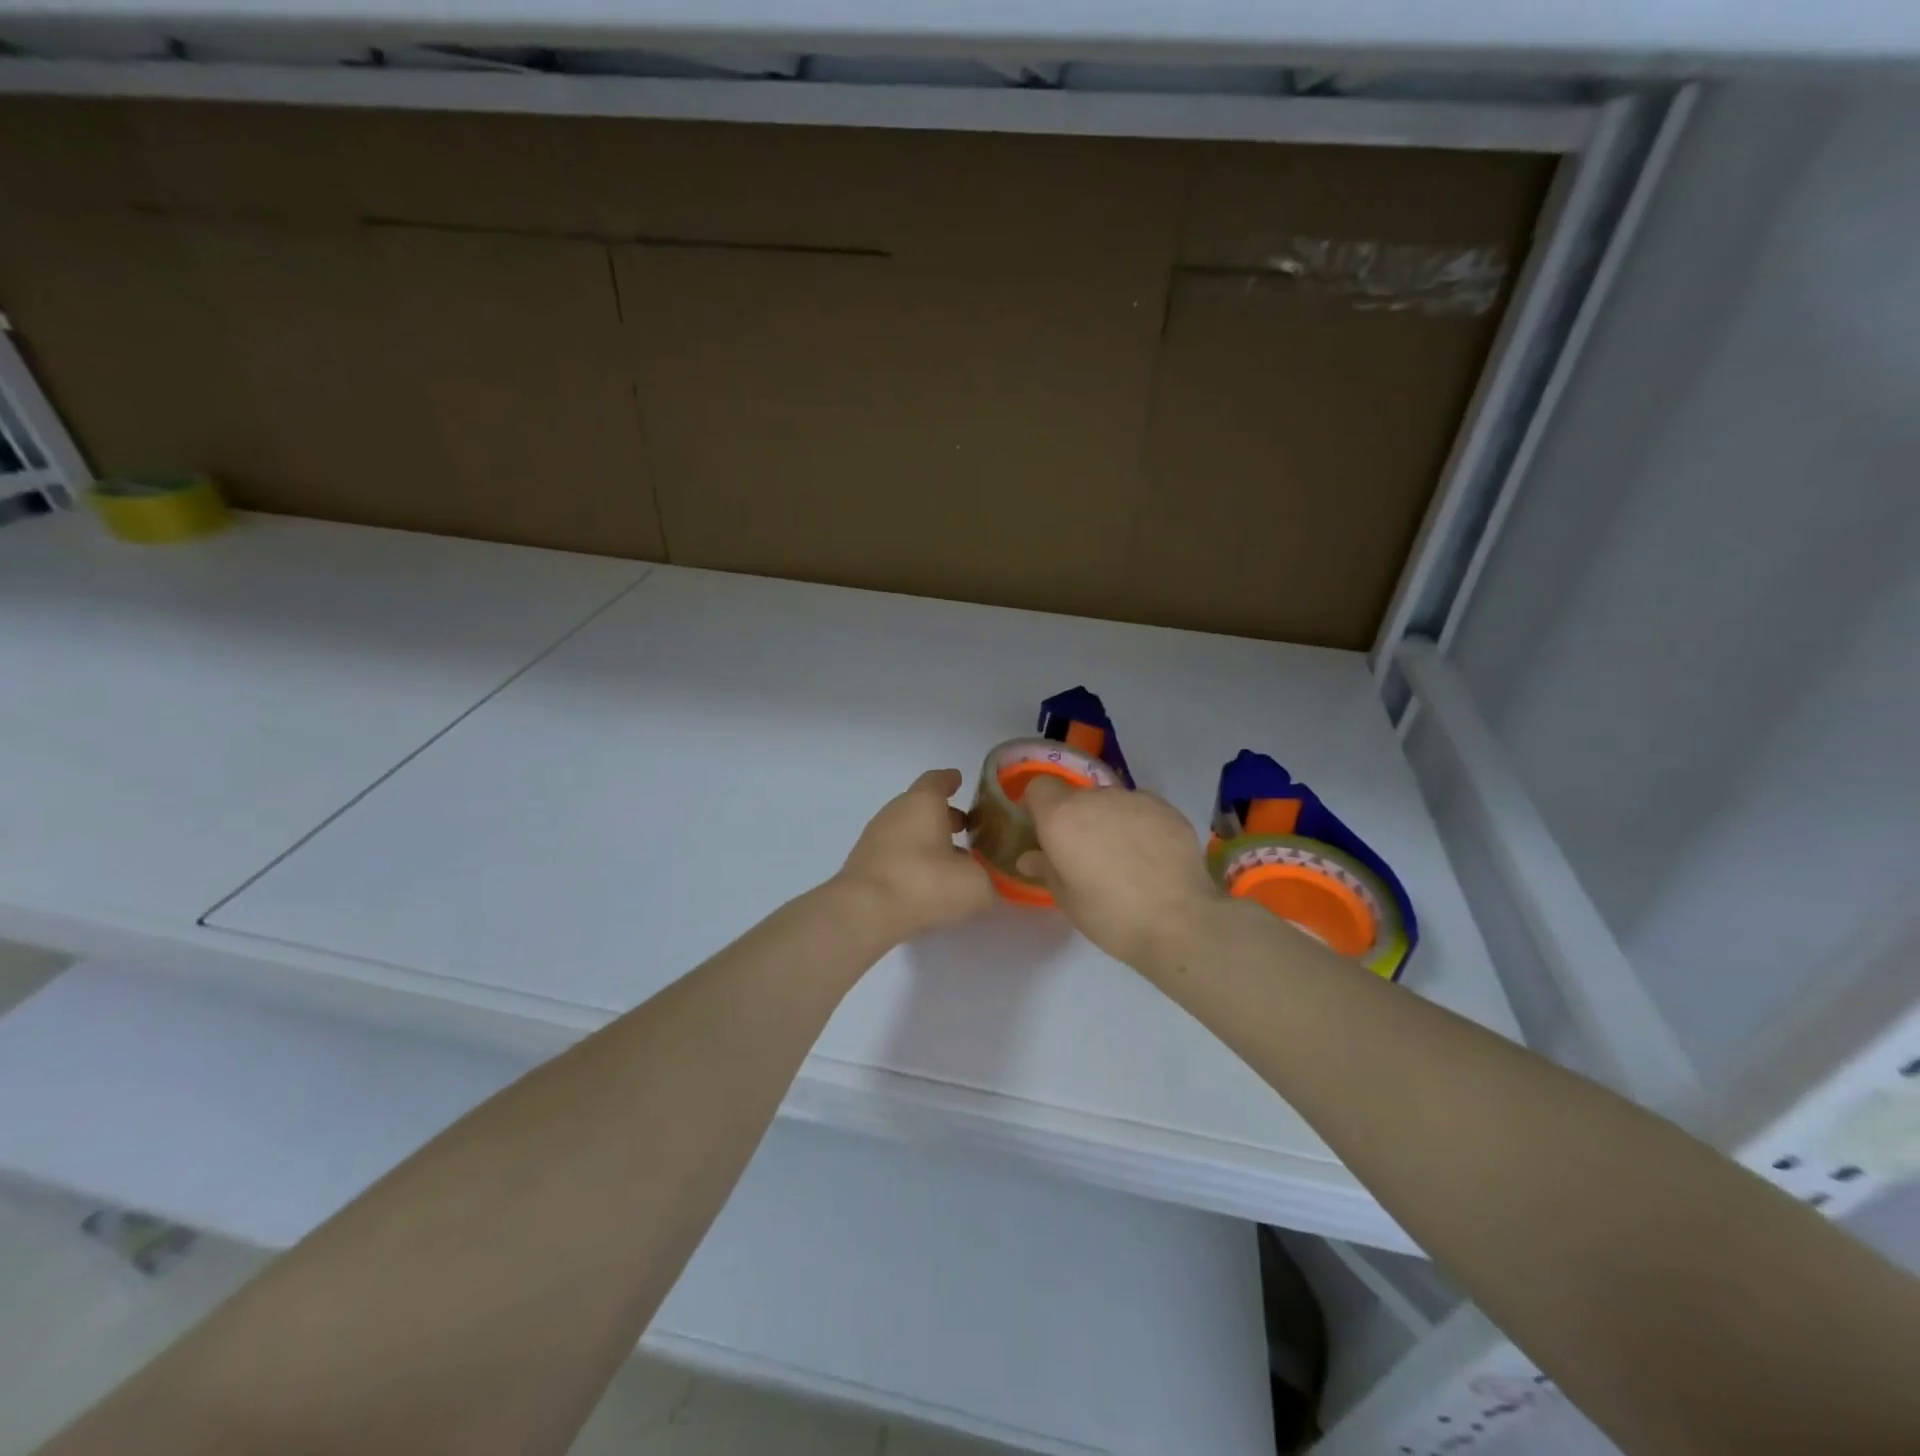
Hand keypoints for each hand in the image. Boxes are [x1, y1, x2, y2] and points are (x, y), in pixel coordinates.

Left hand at [835, 769, 995, 942]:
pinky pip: (894, 853)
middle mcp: (895, 812)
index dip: (950, 780)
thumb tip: (984, 883)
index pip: (937, 780)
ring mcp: (875, 838)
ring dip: (927, 841)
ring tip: (950, 861)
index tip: (959, 781)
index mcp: (922, 803)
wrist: (864, 912)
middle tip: (965, 829)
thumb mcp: (974, 885)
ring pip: (907, 831)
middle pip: (921, 806)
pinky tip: (925, 882)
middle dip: (943, 816)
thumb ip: (987, 880)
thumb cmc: (924, 883)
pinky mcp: (863, 864)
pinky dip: (911, 860)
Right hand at [1016, 778, 1224, 968]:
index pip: (1038, 787)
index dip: (1038, 806)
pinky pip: (1142, 809)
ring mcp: (1134, 799)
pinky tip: (1152, 856)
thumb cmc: (1110, 915)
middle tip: (1086, 854)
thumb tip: (1029, 858)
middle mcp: (1095, 798)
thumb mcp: (1067, 899)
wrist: (1179, 921)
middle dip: (1077, 818)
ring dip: (1109, 820)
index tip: (1044, 831)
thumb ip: (1046, 869)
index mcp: (1061, 817)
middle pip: (1077, 797)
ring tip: (1125, 857)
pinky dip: (1140, 825)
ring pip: (1111, 802)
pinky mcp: (1166, 808)